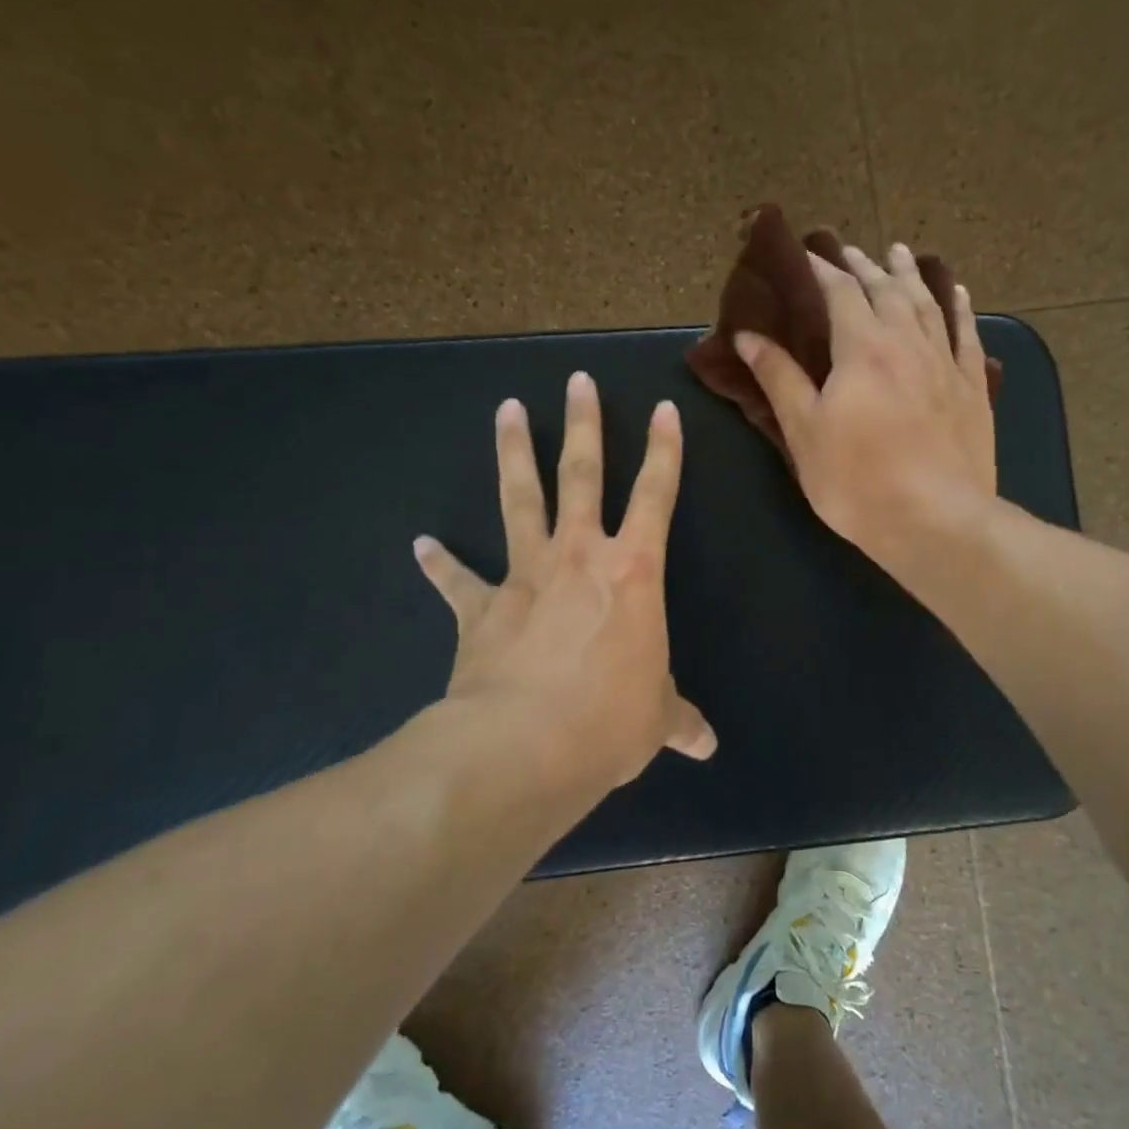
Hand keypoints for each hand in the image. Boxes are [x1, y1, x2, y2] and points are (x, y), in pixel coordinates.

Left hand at [412, 372, 715, 793]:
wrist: (524, 747)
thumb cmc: (609, 721)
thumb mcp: (655, 720)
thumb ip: (678, 720)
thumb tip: (706, 745)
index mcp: (633, 573)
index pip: (657, 496)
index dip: (664, 452)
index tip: (662, 409)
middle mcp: (579, 558)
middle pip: (583, 476)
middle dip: (583, 426)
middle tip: (576, 382)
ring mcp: (525, 578)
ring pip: (520, 500)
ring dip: (513, 453)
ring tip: (507, 409)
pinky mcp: (480, 609)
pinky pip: (458, 580)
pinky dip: (440, 563)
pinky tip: (422, 544)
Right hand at [734, 242, 996, 572]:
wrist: (936, 521)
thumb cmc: (858, 482)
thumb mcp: (804, 432)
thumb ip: (779, 378)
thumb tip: (748, 335)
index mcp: (862, 348)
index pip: (840, 291)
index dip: (822, 269)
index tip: (805, 255)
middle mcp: (907, 342)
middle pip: (886, 289)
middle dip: (864, 266)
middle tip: (848, 250)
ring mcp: (946, 363)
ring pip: (927, 303)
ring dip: (909, 275)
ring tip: (897, 253)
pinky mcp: (972, 388)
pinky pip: (967, 335)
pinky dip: (959, 309)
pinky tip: (957, 294)